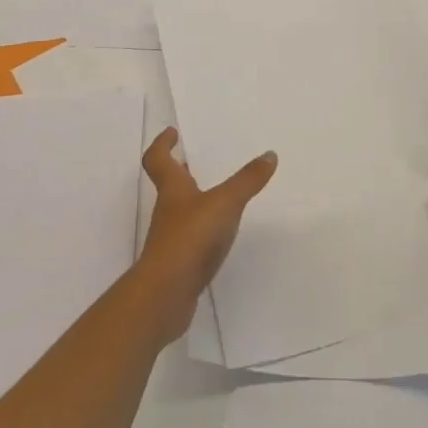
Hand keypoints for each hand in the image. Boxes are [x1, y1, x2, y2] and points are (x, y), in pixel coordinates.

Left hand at [134, 128, 276, 342]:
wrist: (165, 295)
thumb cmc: (190, 239)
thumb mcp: (225, 204)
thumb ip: (247, 180)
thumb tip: (269, 154)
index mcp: (173, 190)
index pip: (158, 159)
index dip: (162, 144)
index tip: (172, 132)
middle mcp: (168, 211)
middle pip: (169, 185)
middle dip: (181, 171)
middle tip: (195, 161)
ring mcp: (170, 239)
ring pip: (180, 212)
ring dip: (193, 200)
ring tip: (216, 196)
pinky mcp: (178, 263)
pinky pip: (190, 238)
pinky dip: (201, 230)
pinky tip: (219, 235)